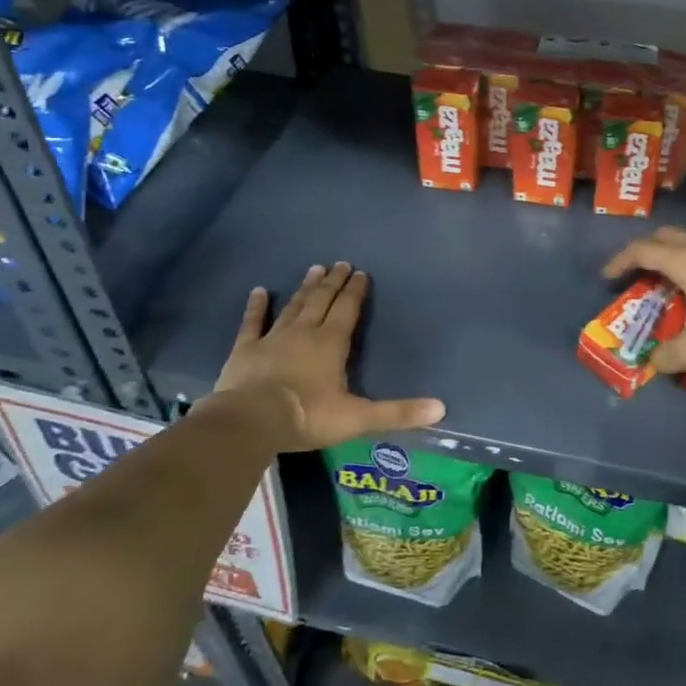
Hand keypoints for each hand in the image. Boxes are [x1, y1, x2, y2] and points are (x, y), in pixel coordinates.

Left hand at [206, 262, 443, 451]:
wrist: (250, 421)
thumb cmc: (308, 416)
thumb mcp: (358, 418)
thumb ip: (398, 412)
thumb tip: (441, 408)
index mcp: (331, 344)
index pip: (347, 310)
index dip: (355, 291)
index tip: (361, 273)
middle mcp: (304, 333)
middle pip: (321, 301)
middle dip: (333, 283)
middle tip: (340, 264)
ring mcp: (272, 338)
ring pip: (293, 307)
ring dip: (305, 288)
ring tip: (314, 269)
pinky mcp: (245, 350)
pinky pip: (252, 323)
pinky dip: (256, 306)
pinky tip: (258, 291)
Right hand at [603, 227, 685, 374]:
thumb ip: (667, 356)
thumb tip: (653, 363)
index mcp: (684, 260)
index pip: (642, 251)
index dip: (620, 262)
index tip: (608, 278)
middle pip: (664, 237)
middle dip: (644, 252)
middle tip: (636, 274)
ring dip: (669, 253)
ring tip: (664, 279)